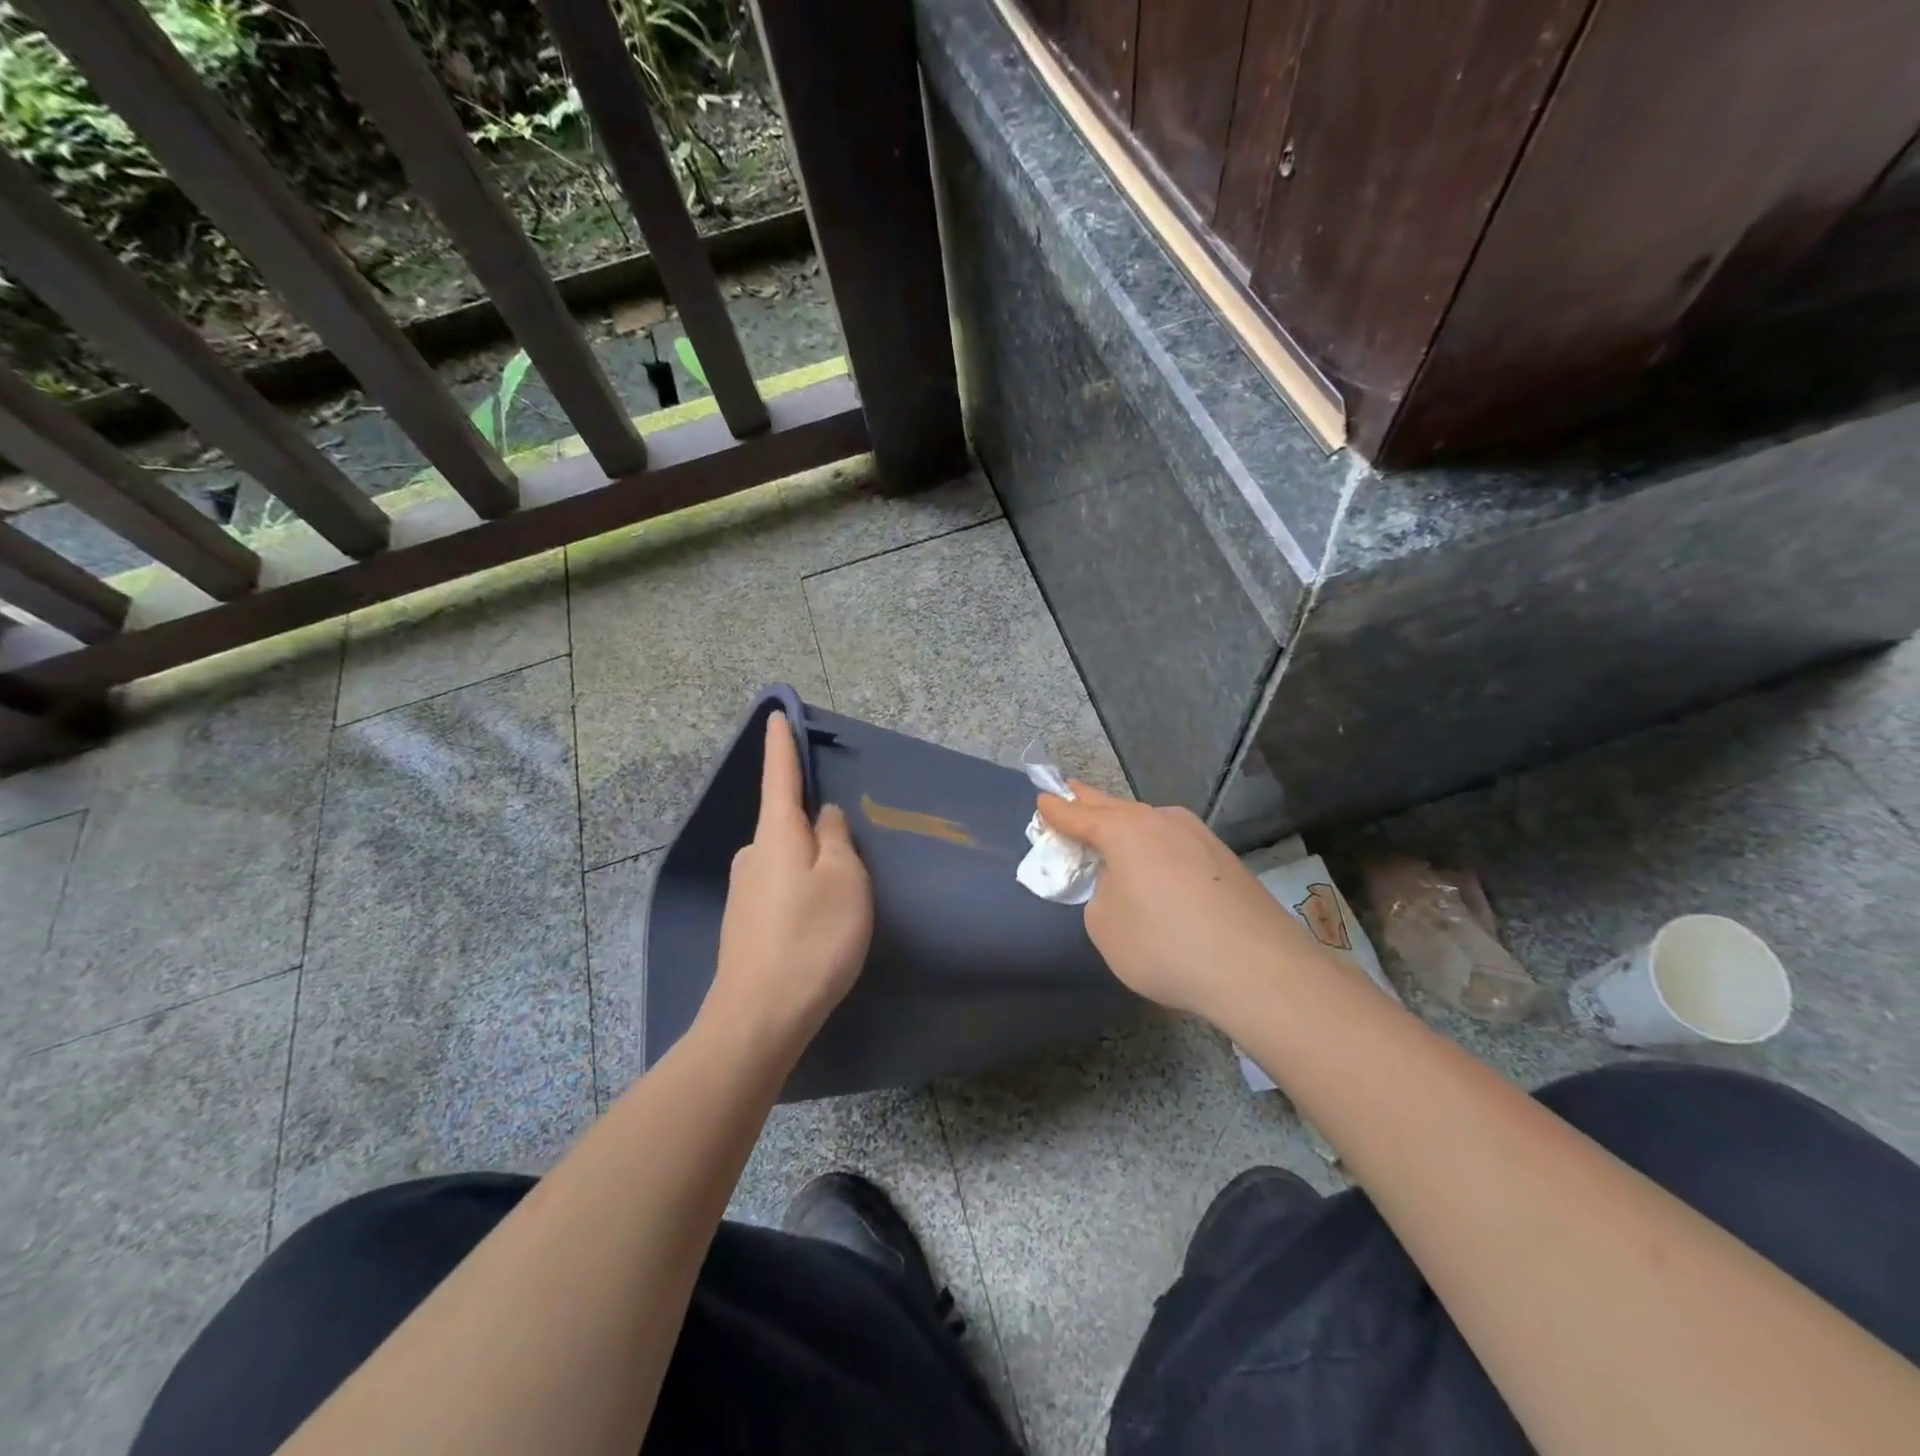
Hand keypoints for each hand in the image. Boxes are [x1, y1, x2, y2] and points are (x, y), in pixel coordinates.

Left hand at [702, 712, 872, 1057]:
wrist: (760, 1017)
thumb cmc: (813, 938)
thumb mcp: (845, 881)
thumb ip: (838, 840)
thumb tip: (825, 817)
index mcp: (776, 835)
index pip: (780, 777)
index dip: (782, 745)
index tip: (776, 715)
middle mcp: (753, 855)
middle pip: (788, 825)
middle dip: (816, 831)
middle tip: (851, 864)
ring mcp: (744, 891)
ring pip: (787, 862)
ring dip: (812, 869)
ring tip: (840, 906)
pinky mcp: (744, 923)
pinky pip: (780, 890)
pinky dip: (802, 895)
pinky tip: (816, 928)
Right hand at [1038, 783, 1321, 1025]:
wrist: (1258, 969)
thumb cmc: (1165, 944)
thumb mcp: (1105, 926)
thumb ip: (1100, 895)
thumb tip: (1122, 886)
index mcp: (1125, 830)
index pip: (1078, 814)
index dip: (1056, 810)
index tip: (1042, 800)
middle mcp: (1162, 821)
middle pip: (1116, 808)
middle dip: (1090, 803)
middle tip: (1072, 793)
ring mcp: (1200, 836)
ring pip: (1150, 825)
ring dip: (1128, 828)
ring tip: (1114, 833)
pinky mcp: (1225, 860)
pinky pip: (1176, 846)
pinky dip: (1157, 850)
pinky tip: (1159, 869)